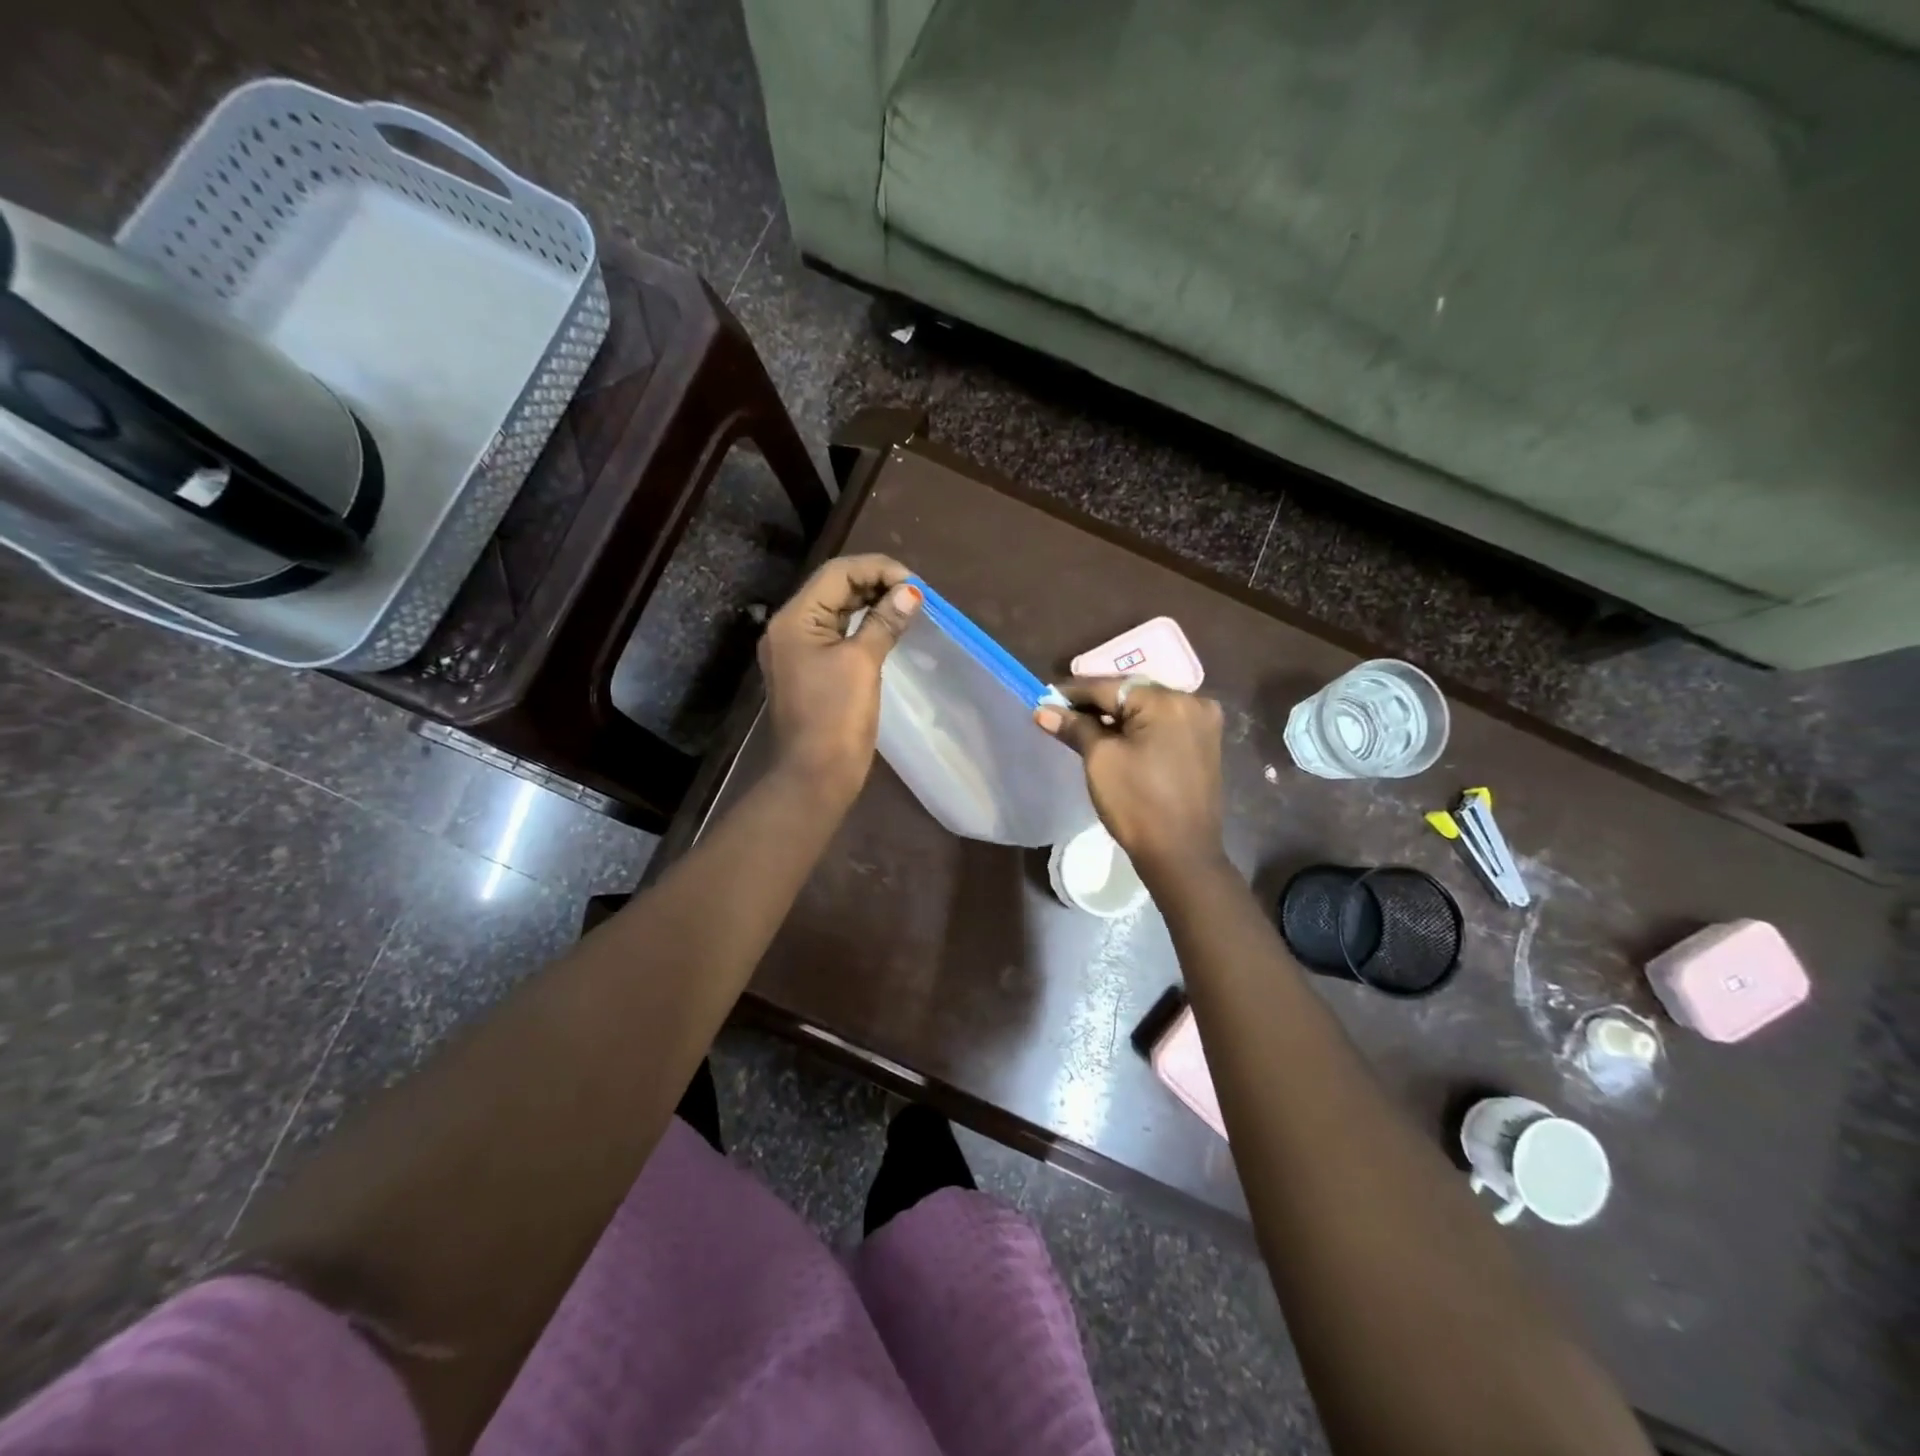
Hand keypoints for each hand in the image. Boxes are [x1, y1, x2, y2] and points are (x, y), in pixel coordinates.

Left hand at [759, 554, 920, 800]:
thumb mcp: (863, 663)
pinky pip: (836, 634)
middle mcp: (789, 628)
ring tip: (906, 606)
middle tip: (914, 594)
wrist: (815, 776)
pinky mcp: (808, 670)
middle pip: (833, 588)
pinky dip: (861, 626)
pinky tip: (887, 628)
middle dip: (874, 583)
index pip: (836, 573)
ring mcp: (796, 651)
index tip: (914, 583)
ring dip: (870, 603)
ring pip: (835, 611)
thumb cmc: (836, 718)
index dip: (877, 569)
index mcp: (794, 619)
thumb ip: (884, 622)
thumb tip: (910, 592)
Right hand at [1035, 678, 1225, 873]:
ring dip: (1116, 715)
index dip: (1073, 693)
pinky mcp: (1205, 742)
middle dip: (1095, 702)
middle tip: (1060, 713)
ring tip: (1082, 726)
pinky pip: (1163, 723)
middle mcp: (1192, 701)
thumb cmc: (1136, 804)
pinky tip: (1115, 736)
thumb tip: (1043, 710)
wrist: (1181, 854)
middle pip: (1131, 693)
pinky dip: (1138, 727)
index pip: (1109, 687)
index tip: (1045, 699)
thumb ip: (1075, 727)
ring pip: (1147, 708)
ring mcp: (1203, 722)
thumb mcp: (1100, 760)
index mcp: (1167, 701)